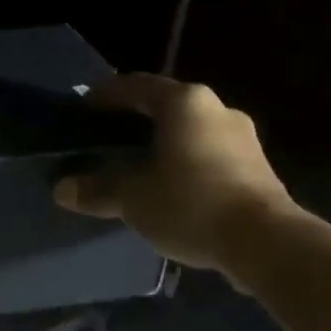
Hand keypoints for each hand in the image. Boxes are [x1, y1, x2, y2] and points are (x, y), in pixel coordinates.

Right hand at [53, 74, 294, 273]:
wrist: (268, 244)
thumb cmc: (191, 203)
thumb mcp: (133, 198)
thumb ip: (96, 190)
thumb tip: (61, 190)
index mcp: (183, 103)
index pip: (136, 86)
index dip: (107, 94)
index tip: (85, 106)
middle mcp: (216, 109)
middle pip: (166, 105)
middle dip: (136, 118)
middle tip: (108, 133)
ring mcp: (243, 138)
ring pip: (190, 130)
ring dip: (163, 141)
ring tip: (137, 160)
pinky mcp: (258, 168)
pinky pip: (209, 153)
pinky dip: (185, 160)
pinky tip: (171, 184)